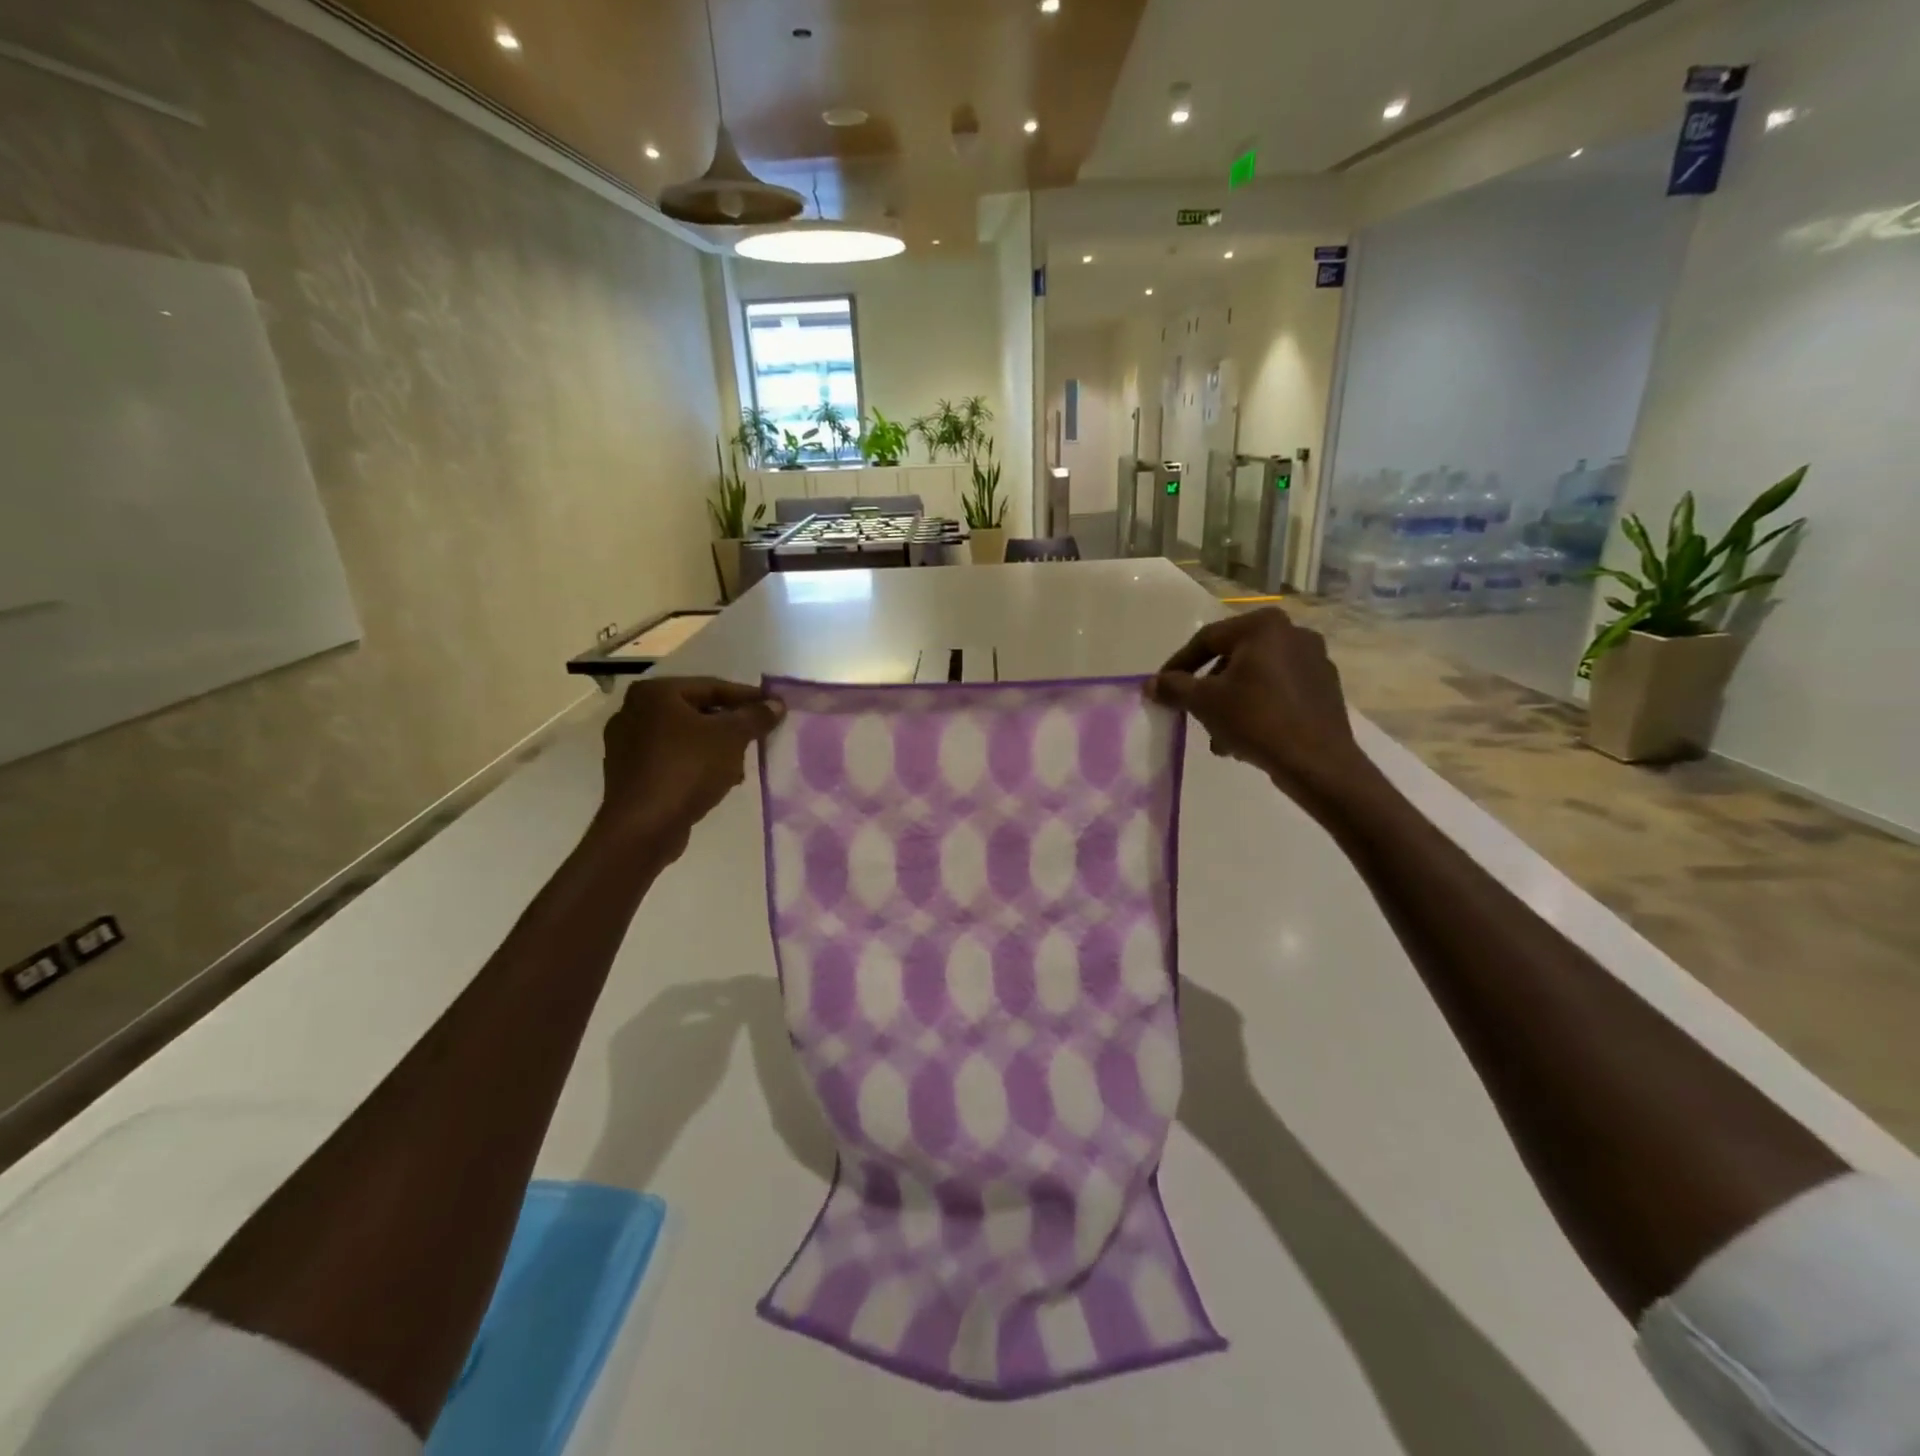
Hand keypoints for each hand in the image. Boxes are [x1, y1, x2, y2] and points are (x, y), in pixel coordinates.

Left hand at [587, 677, 784, 862]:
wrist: (643, 827)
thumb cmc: (687, 768)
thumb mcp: (731, 737)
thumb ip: (756, 717)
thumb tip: (776, 704)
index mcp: (655, 693)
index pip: (712, 686)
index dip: (748, 697)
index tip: (774, 708)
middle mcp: (634, 711)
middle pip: (697, 711)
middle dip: (731, 725)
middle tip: (759, 736)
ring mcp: (628, 744)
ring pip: (685, 738)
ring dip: (716, 748)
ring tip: (742, 764)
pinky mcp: (630, 774)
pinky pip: (673, 760)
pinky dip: (697, 764)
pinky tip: (720, 781)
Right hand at [1148, 609, 1376, 813]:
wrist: (1317, 762)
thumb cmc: (1256, 720)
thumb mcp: (1205, 703)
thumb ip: (1174, 688)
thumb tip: (1151, 684)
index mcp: (1264, 626)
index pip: (1207, 639)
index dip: (1179, 665)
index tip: (1162, 688)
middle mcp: (1293, 633)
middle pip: (1232, 658)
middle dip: (1208, 688)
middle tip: (1192, 712)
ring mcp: (1315, 660)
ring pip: (1256, 677)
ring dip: (1231, 702)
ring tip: (1217, 735)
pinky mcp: (1325, 688)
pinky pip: (1279, 691)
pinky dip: (1257, 707)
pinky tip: (1245, 738)